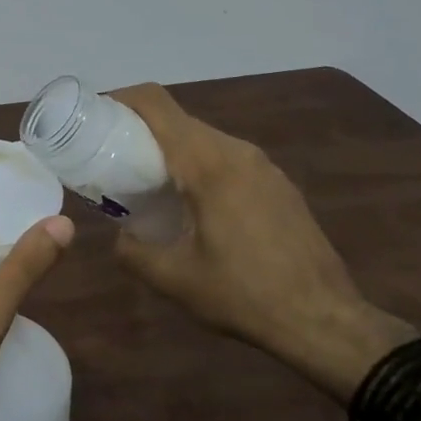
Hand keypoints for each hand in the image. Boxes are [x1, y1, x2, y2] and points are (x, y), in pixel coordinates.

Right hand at [109, 84, 413, 399]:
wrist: (327, 322)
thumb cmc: (244, 294)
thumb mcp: (173, 278)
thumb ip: (131, 250)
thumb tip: (118, 235)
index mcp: (207, 162)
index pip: (156, 104)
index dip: (120, 99)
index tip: (93, 117)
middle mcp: (236, 151)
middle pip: (177, 119)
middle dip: (139, 129)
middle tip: (111, 158)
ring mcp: (263, 166)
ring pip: (203, 138)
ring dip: (170, 150)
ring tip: (148, 183)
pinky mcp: (278, 184)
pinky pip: (227, 158)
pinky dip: (198, 165)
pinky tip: (192, 205)